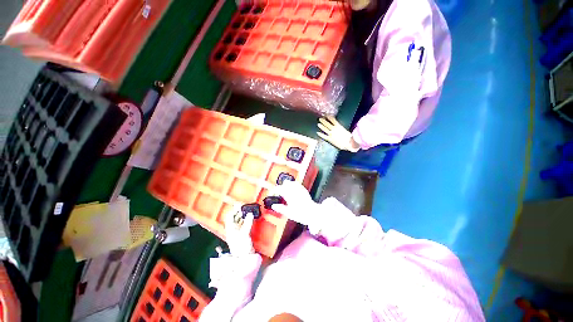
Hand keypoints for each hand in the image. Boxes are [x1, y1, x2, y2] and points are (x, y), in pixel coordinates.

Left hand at [224, 205, 254, 256]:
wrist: (244, 259)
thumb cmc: (241, 248)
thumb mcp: (244, 234)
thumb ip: (247, 223)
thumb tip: (250, 214)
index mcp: (230, 229)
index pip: (230, 217)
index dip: (234, 210)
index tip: (239, 205)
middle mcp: (233, 230)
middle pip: (235, 218)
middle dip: (239, 211)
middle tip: (245, 206)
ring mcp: (238, 232)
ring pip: (240, 221)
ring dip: (243, 215)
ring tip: (248, 210)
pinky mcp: (243, 235)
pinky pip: (244, 225)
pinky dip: (247, 220)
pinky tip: (250, 218)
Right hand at [269, 181, 320, 232]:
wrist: (313, 213)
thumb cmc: (301, 214)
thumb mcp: (289, 213)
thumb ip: (280, 208)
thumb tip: (273, 206)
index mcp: (289, 195)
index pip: (279, 189)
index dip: (274, 190)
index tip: (272, 192)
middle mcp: (294, 190)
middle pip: (285, 183)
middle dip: (281, 186)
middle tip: (279, 192)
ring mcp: (300, 189)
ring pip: (292, 182)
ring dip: (287, 185)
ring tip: (285, 190)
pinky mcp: (304, 190)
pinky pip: (298, 184)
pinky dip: (294, 185)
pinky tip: (293, 189)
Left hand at [317, 116, 359, 151]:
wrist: (348, 144)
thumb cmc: (349, 138)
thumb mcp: (346, 131)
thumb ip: (341, 128)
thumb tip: (338, 126)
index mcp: (338, 126)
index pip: (332, 120)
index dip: (329, 117)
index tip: (326, 115)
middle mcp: (334, 129)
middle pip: (327, 124)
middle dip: (323, 121)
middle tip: (320, 118)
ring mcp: (331, 134)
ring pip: (325, 129)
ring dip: (321, 126)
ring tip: (318, 124)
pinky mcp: (330, 139)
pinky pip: (324, 136)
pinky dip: (320, 134)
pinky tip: (317, 133)